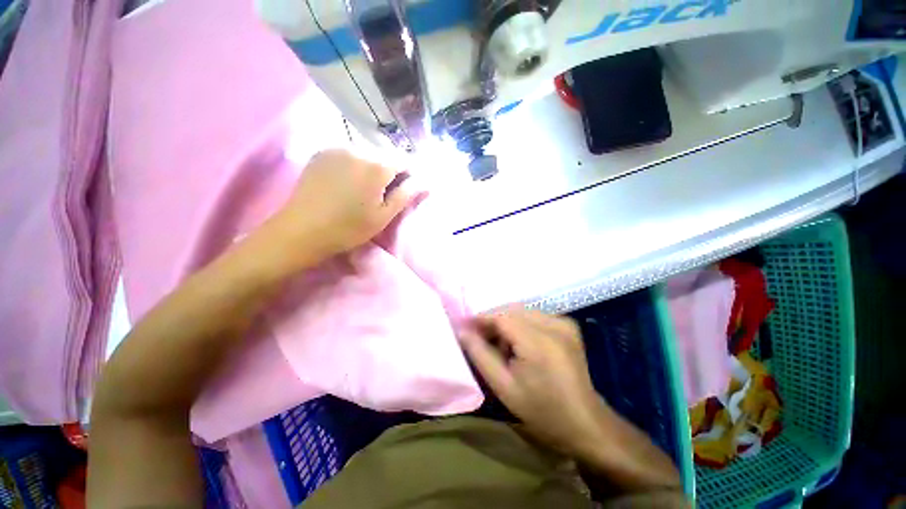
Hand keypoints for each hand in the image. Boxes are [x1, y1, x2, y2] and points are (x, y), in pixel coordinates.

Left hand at [267, 149, 412, 261]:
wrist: (302, 230)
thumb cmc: (349, 228)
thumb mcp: (384, 216)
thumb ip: (406, 195)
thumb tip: (425, 181)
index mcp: (377, 165)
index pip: (405, 161)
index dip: (410, 175)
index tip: (406, 191)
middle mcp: (359, 148)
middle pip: (386, 156)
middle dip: (391, 171)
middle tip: (385, 194)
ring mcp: (337, 147)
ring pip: (368, 154)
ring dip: (374, 168)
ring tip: (366, 190)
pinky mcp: (322, 152)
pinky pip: (350, 153)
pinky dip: (356, 164)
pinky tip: (349, 182)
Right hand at [459, 308, 611, 456]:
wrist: (584, 422)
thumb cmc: (541, 410)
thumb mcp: (503, 386)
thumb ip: (480, 354)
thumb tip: (462, 331)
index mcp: (539, 342)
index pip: (502, 316)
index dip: (482, 318)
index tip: (466, 327)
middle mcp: (554, 325)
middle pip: (512, 310)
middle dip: (493, 321)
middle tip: (481, 339)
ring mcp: (564, 323)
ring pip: (522, 311)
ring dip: (507, 322)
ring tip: (501, 345)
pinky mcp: (568, 325)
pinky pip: (535, 315)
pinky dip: (521, 324)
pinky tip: (520, 343)